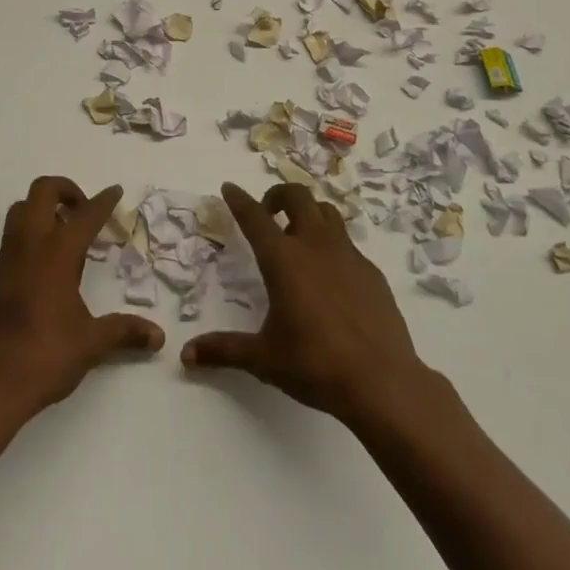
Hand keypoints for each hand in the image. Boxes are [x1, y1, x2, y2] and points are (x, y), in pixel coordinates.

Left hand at [0, 177, 164, 422]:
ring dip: (43, 209)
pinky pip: (12, 238)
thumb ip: (124, 331)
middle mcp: (29, 245)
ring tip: (65, 234)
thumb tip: (158, 336)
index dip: (104, 201)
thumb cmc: (44, 357)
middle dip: (66, 190)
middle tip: (84, 210)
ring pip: (20, 210)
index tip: (116, 191)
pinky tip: (46, 266)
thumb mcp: (91, 343)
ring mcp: (6, 259)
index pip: (85, 215)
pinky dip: (30, 235)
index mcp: (57, 253)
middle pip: (42, 192)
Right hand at [181, 183, 438, 427]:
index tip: (229, 187)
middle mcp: (315, 246)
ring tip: (299, 234)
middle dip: (278, 195)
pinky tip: (330, 275)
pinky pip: (348, 243)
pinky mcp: (371, 272)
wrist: (382, 381)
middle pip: (297, 196)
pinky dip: (332, 244)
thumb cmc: (315, 365)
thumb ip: (224, 350)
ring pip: (327, 212)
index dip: (239, 200)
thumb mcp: (263, 359)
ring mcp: (348, 255)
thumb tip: (187, 355)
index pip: (255, 218)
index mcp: (283, 260)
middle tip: (268, 213)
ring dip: (308, 212)